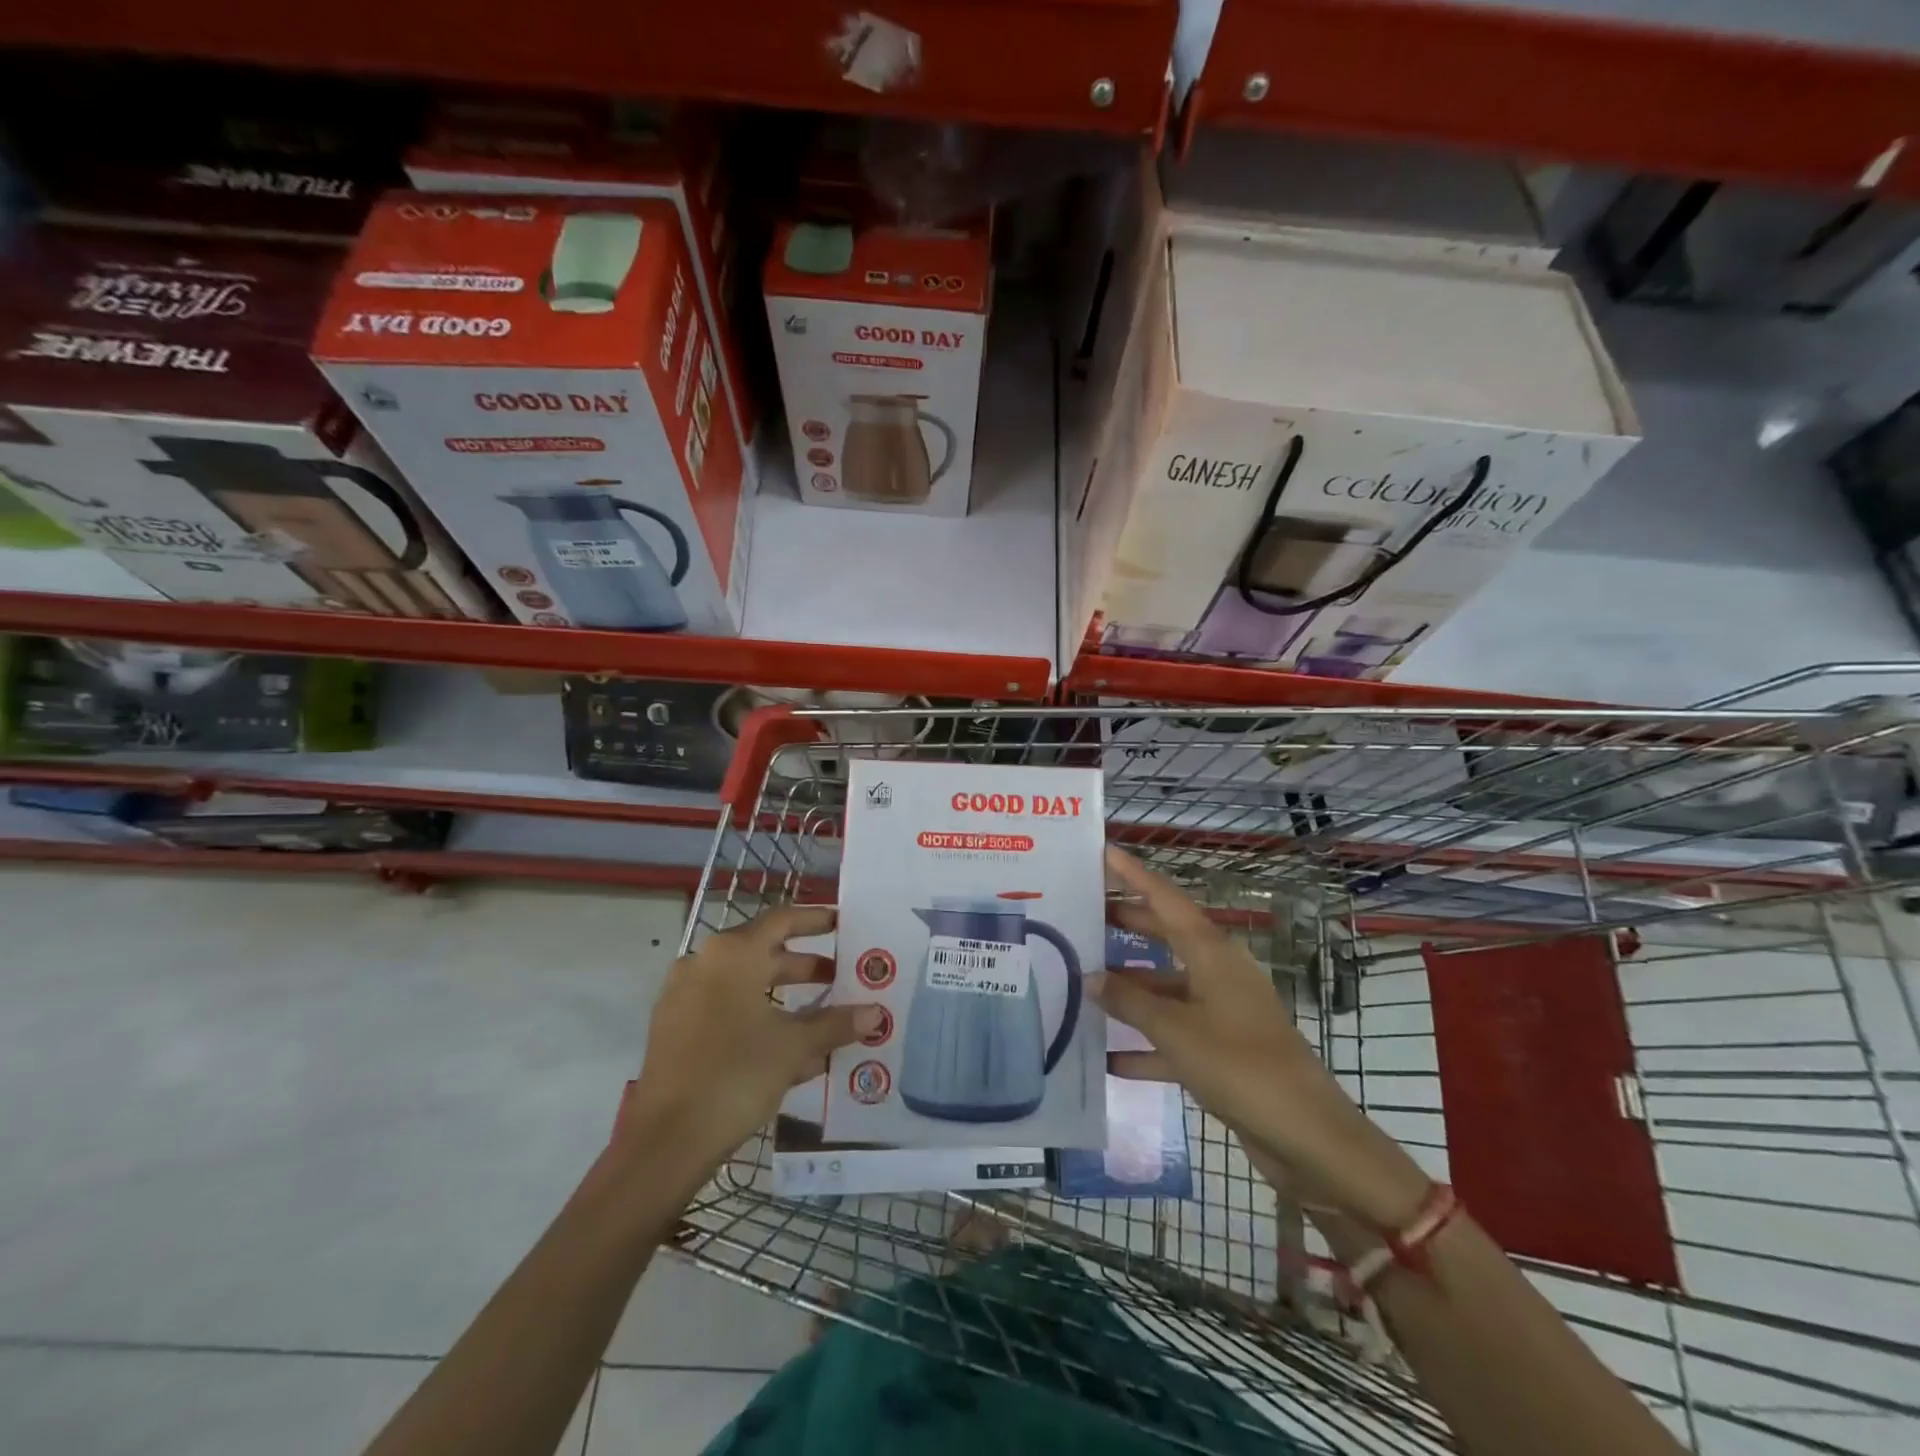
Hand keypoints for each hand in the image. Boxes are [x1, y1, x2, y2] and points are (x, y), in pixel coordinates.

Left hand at [626, 905, 881, 1171]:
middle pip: (763, 952)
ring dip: (784, 996)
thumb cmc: (735, 1076)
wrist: (666, 1142)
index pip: (783, 920)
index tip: (843, 923)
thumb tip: (876, 1013)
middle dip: (805, 966)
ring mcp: (683, 997)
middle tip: (841, 976)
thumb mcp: (793, 1047)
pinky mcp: (674, 1029)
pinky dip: (758, 1017)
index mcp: (733, 954)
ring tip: (822, 1015)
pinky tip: (788, 1048)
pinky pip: (725, 1009)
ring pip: (745, 984)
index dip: (816, 919)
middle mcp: (704, 963)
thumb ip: (835, 1024)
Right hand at [1094, 847, 1430, 1228]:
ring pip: (1165, 986)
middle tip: (1079, 913)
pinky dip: (1145, 1043)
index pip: (1165, 898)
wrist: (1308, 1137)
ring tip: (1081, 982)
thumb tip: (1090, 977)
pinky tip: (1109, 1058)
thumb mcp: (1176, 1030)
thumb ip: (1130, 1001)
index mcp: (1212, 953)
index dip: (1133, 874)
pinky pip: (1174, 1034)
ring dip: (1129, 988)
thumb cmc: (1240, 1066)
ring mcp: (1221, 1011)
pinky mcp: (1222, 1049)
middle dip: (1125, 923)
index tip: (1102, 851)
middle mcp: (1217, 972)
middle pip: (1164, 936)